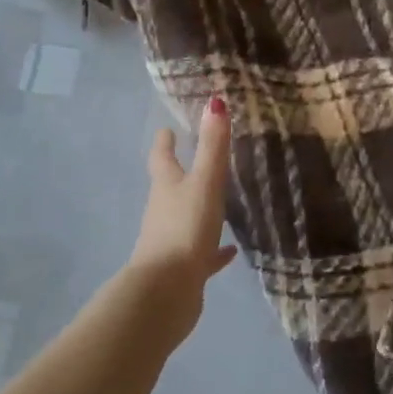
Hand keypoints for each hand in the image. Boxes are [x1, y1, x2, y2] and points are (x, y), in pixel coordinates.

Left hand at [129, 95, 237, 340]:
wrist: (166, 292)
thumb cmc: (184, 229)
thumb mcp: (204, 183)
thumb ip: (212, 146)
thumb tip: (215, 101)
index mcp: (166, 187)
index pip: (162, 158)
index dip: (165, 142)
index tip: (167, 130)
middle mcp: (164, 211)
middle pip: (170, 187)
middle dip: (180, 172)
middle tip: (195, 158)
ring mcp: (172, 241)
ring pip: (185, 218)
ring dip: (197, 207)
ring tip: (217, 200)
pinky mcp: (185, 268)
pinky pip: (202, 253)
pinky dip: (214, 249)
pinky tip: (230, 250)